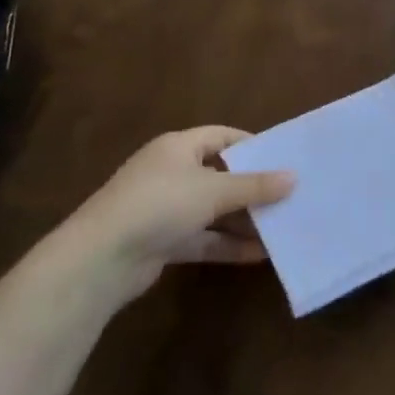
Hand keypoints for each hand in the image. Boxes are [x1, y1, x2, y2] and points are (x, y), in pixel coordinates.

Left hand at [61, 127, 293, 299]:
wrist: (101, 258)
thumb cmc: (160, 205)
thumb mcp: (213, 191)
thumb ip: (254, 186)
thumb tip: (293, 177)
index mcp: (178, 147)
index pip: (221, 136)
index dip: (251, 145)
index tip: (282, 158)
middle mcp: (171, 173)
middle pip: (220, 175)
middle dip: (252, 188)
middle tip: (289, 196)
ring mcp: (165, 209)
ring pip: (213, 210)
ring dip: (243, 220)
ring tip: (282, 227)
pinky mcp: (163, 241)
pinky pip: (203, 238)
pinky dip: (227, 244)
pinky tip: (259, 254)